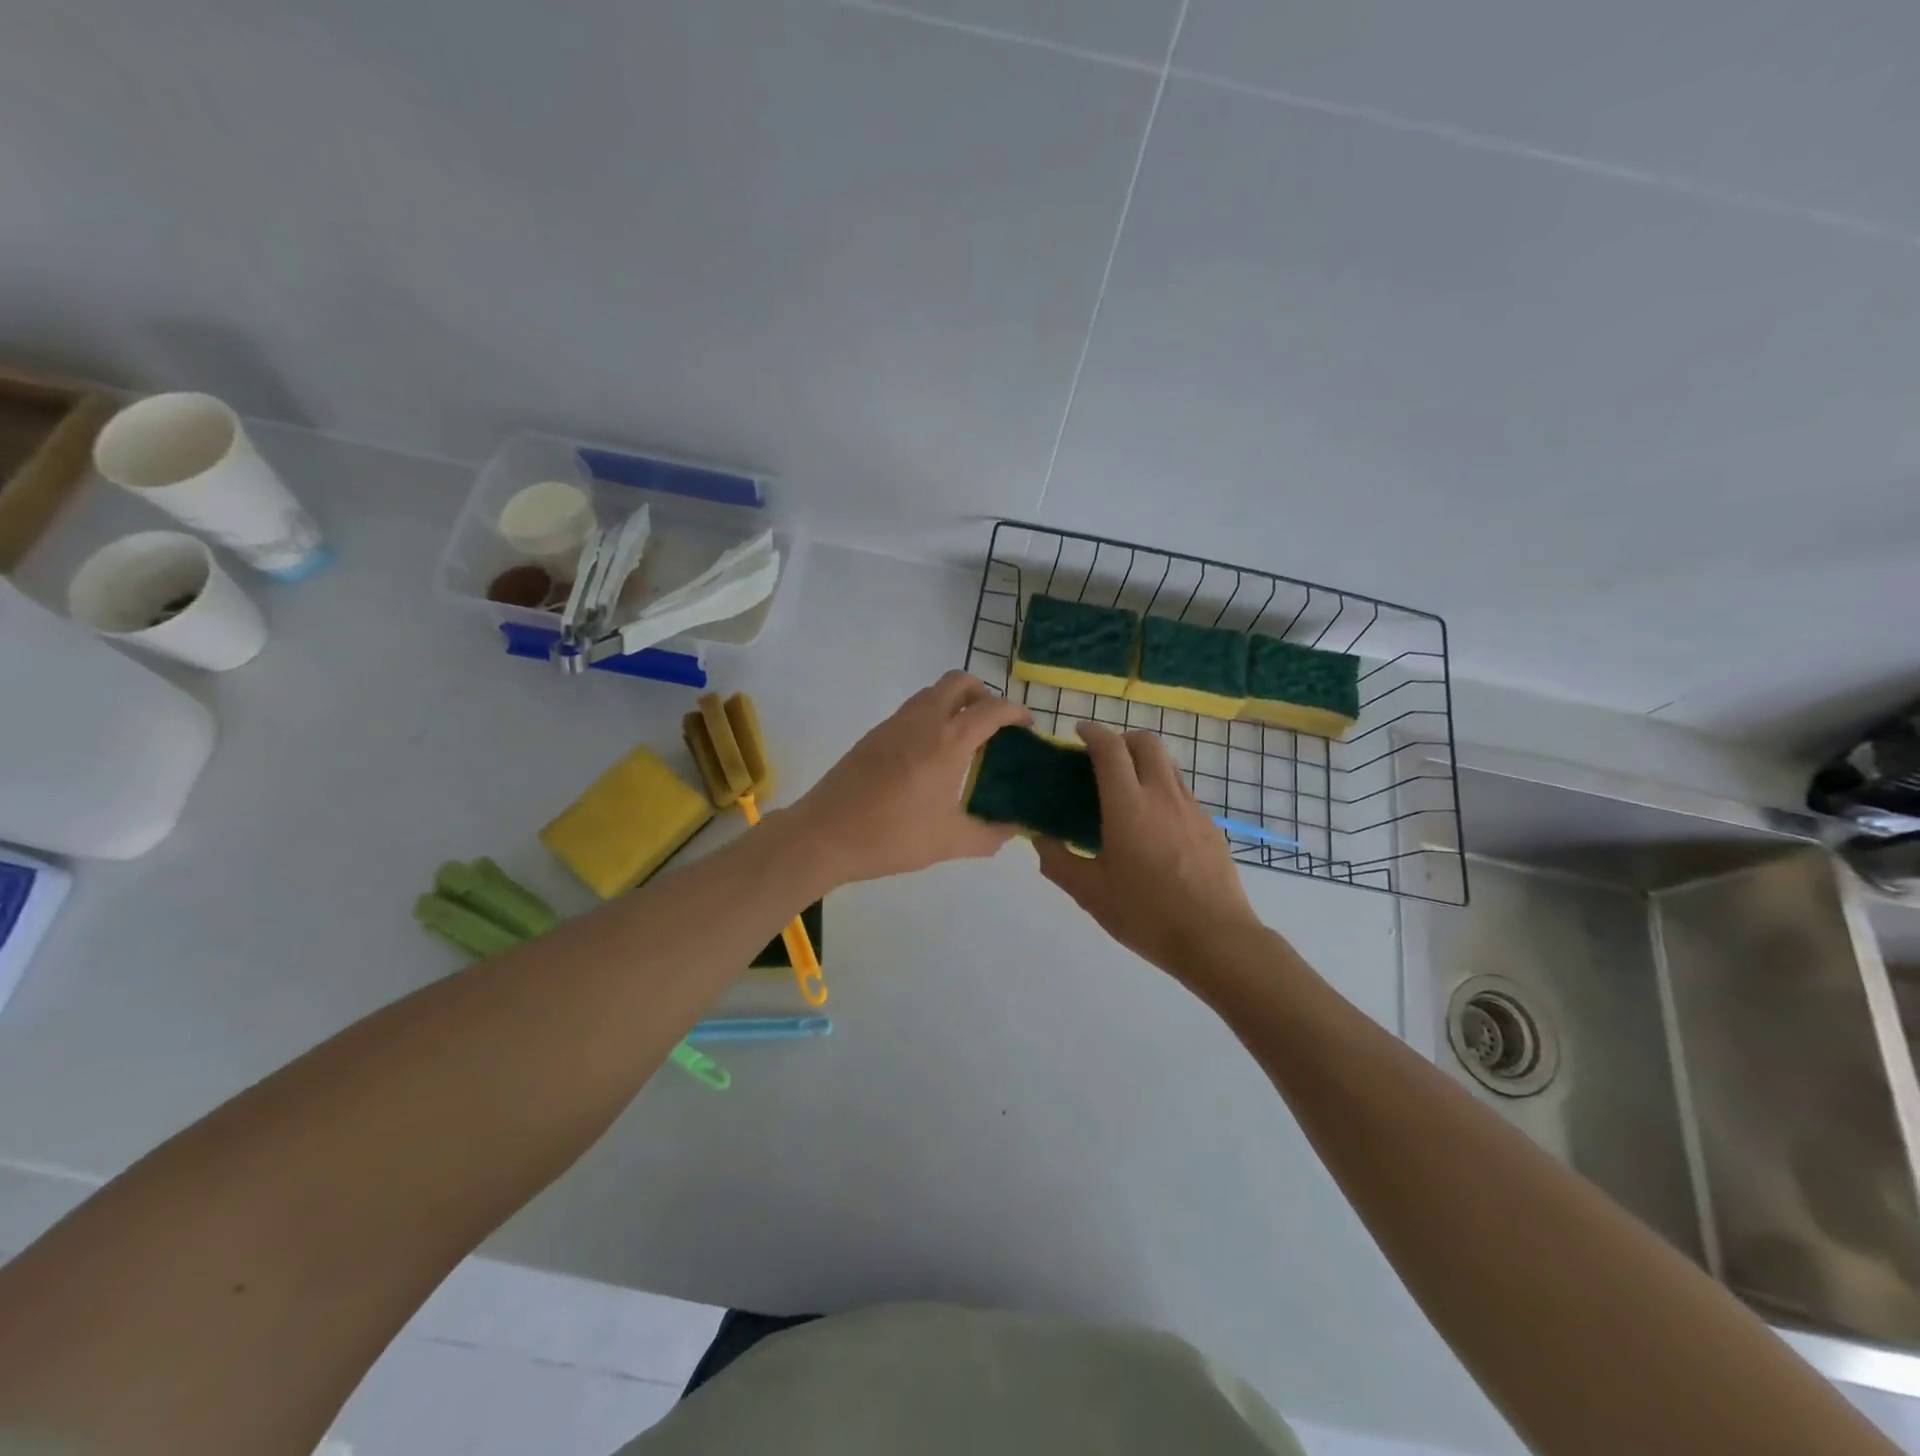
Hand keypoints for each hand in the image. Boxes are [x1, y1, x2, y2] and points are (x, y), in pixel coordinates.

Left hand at [788, 672, 1031, 884]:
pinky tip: (929, 754)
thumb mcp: (949, 842)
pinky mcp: (874, 735)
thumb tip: (1013, 830)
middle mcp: (922, 721)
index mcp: (948, 742)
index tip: (1027, 725)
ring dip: (954, 702)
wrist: (825, 834)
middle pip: (959, 681)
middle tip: (992, 725)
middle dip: (983, 693)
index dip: (1016, 711)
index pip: (991, 709)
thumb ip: (989, 835)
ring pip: (932, 692)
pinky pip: (911, 710)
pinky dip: (930, 716)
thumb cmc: (892, 837)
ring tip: (963, 739)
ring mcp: (894, 724)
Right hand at [1035, 723, 1261, 978]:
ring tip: (1128, 790)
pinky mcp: (1210, 825)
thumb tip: (1039, 839)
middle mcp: (1161, 795)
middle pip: (1146, 742)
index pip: (1110, 748)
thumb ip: (1058, 862)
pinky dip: (1162, 789)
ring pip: (1168, 764)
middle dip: (1122, 739)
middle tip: (1104, 760)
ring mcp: (1191, 808)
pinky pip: (1182, 791)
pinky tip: (1154, 824)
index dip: (1092, 733)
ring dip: (1145, 762)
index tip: (1078, 733)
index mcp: (1128, 806)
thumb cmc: (1146, 915)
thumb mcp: (1090, 893)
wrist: (1215, 939)